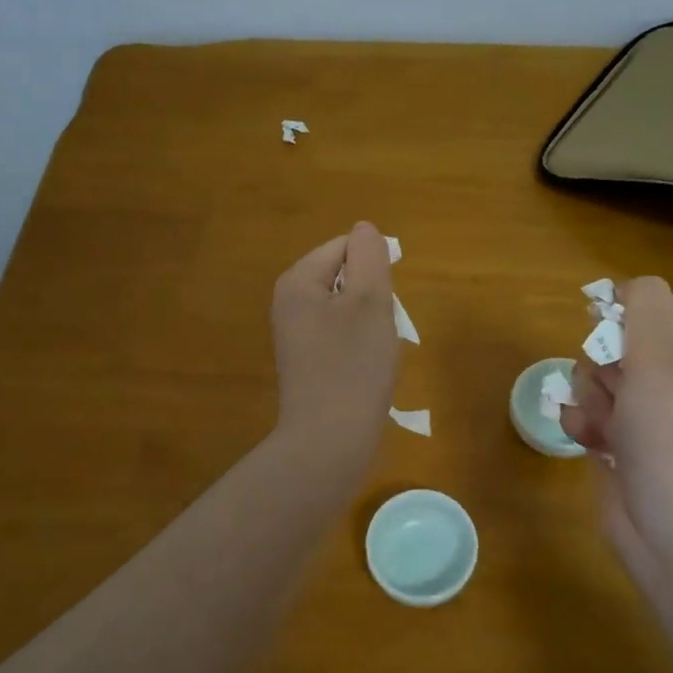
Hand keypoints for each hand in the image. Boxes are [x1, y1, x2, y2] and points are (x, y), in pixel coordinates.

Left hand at [270, 222, 398, 461]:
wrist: (329, 442)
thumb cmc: (353, 367)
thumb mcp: (370, 301)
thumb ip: (368, 257)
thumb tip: (364, 230)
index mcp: (297, 282)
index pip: (344, 247)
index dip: (374, 269)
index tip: (384, 305)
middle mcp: (288, 303)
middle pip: (344, 277)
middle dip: (372, 298)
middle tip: (380, 331)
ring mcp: (295, 335)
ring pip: (346, 309)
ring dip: (370, 323)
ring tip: (375, 354)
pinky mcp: (306, 363)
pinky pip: (340, 337)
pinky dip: (359, 347)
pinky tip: (366, 371)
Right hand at [560, 276, 672, 564]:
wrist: (672, 528)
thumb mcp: (661, 355)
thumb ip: (644, 306)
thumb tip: (628, 287)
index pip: (663, 310)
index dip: (628, 313)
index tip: (599, 321)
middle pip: (625, 344)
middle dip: (606, 364)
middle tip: (616, 386)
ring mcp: (655, 418)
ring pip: (601, 379)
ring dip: (592, 397)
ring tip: (607, 424)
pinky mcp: (627, 445)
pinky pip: (593, 414)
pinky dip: (586, 425)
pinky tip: (592, 442)